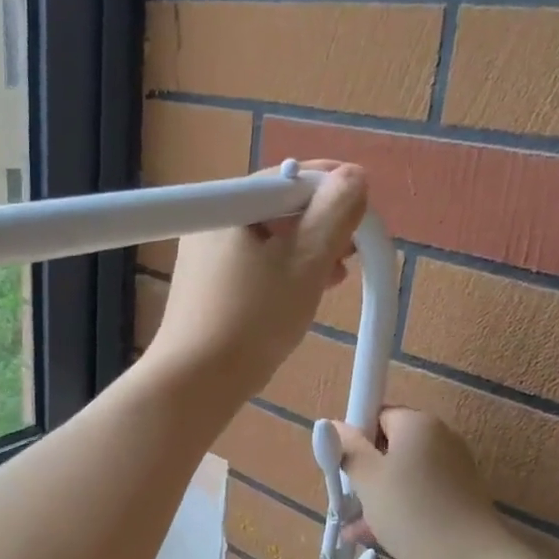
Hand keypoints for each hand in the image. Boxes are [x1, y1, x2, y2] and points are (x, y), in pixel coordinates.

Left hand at [144, 162, 367, 410]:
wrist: (196, 381)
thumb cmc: (254, 317)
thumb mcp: (306, 261)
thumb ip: (334, 213)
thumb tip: (352, 177)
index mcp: (229, 206)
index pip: (287, 178)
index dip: (330, 188)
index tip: (362, 211)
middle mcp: (210, 223)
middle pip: (276, 208)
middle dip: (321, 224)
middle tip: (352, 250)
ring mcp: (204, 257)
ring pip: (267, 240)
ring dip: (306, 251)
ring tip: (336, 276)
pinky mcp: (206, 288)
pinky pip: (253, 266)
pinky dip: (283, 272)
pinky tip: (304, 292)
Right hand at [331, 408, 507, 558]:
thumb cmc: (410, 510)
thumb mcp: (367, 478)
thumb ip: (347, 448)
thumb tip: (334, 425)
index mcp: (418, 423)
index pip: (378, 415)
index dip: (357, 438)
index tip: (345, 466)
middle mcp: (441, 438)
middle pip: (391, 445)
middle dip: (366, 471)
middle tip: (348, 498)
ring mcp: (455, 469)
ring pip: (404, 475)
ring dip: (378, 495)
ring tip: (355, 526)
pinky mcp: (462, 498)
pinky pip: (420, 494)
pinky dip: (400, 508)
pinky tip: (375, 535)